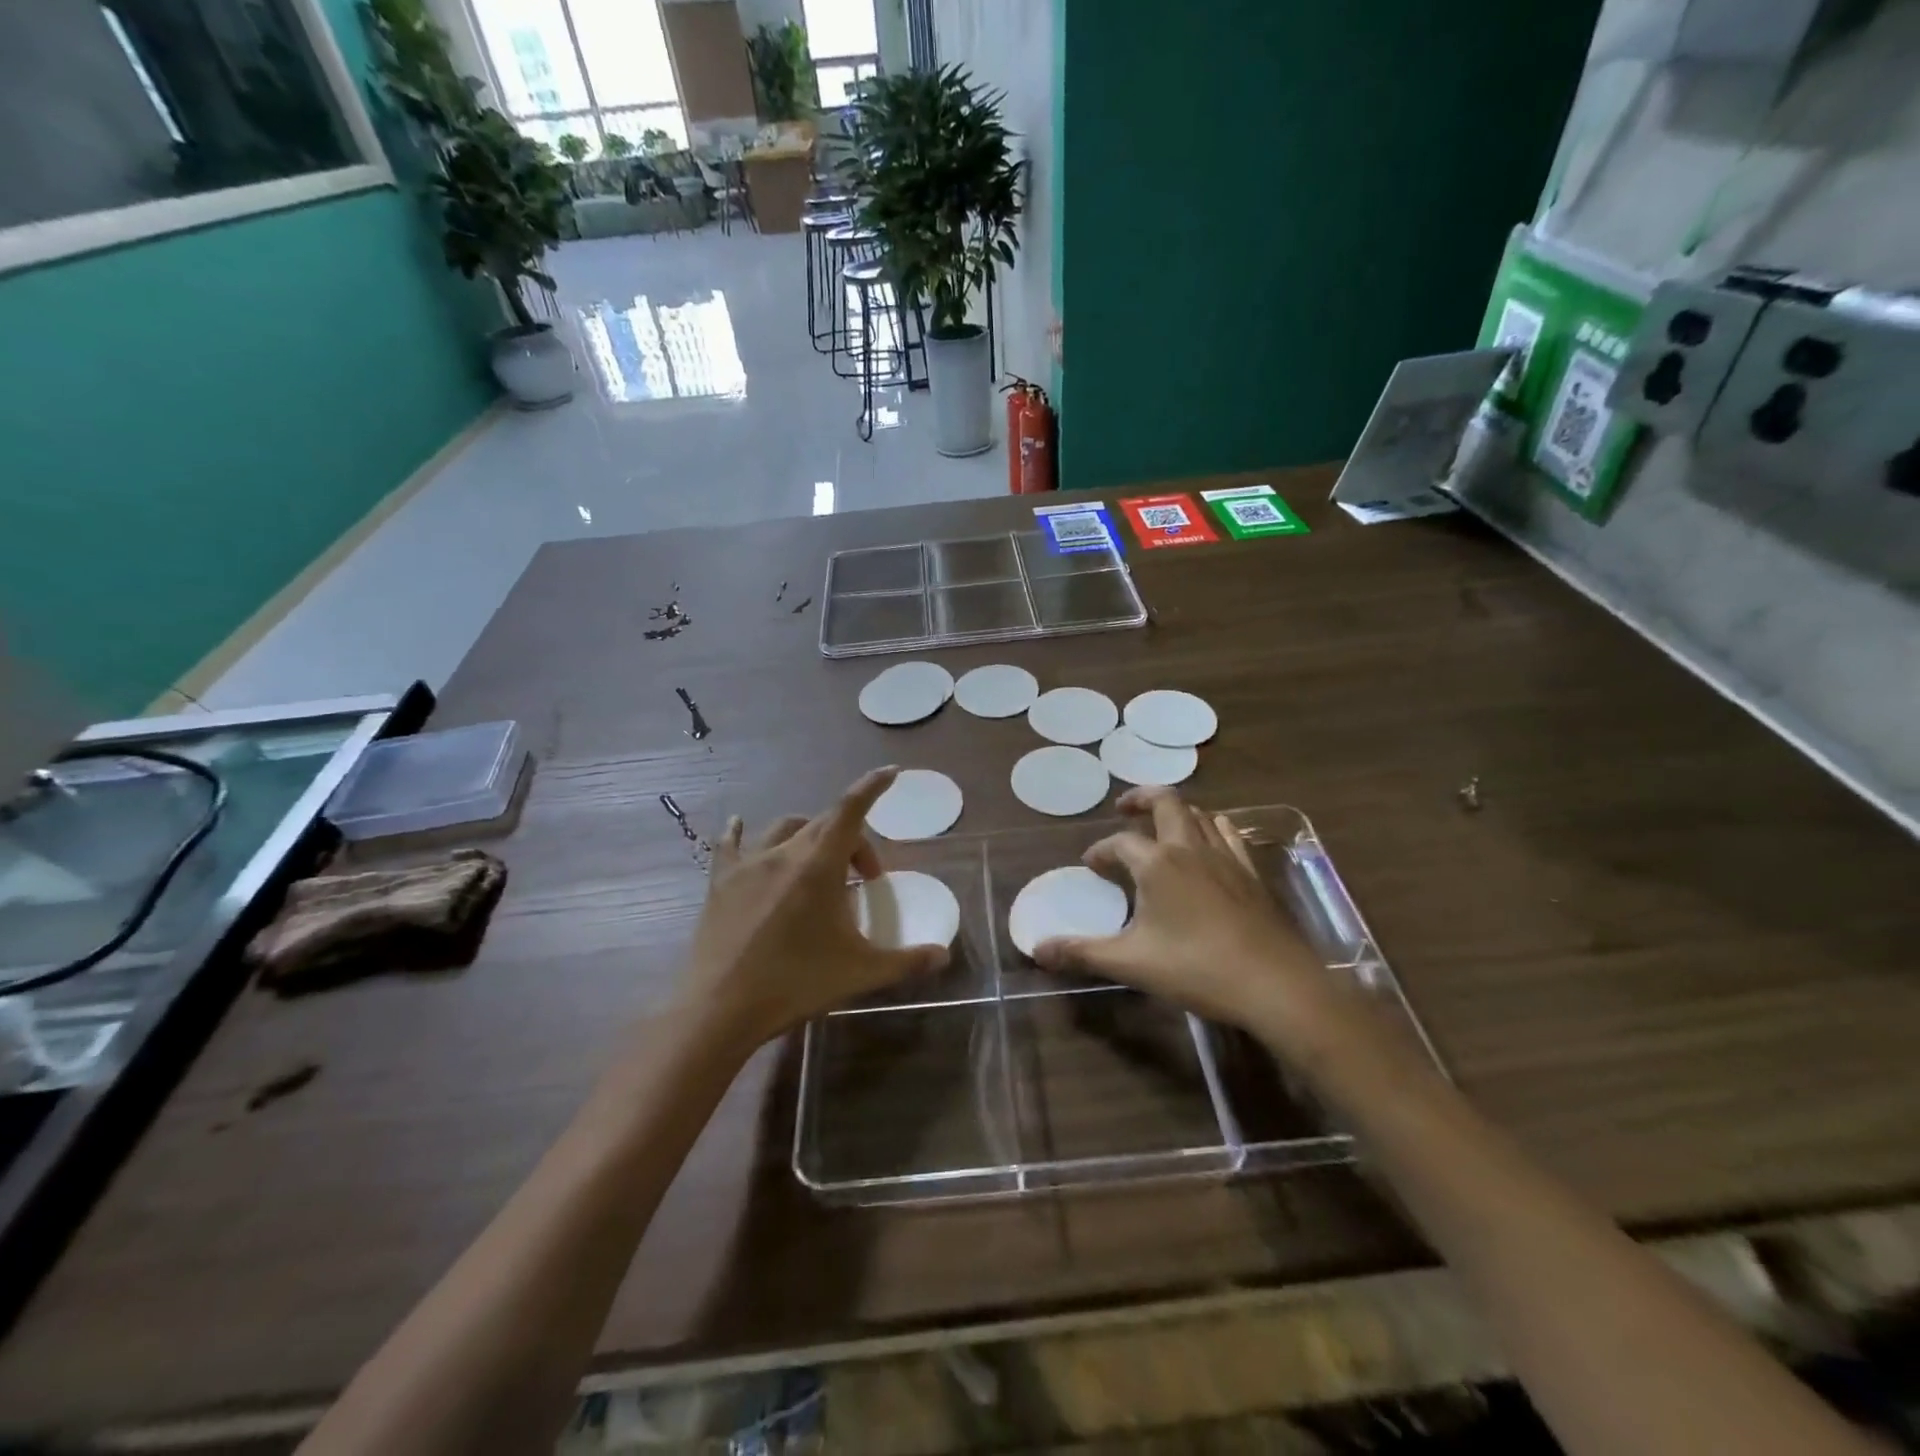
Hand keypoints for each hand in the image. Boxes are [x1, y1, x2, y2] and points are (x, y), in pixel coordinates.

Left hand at [681, 767, 949, 1048]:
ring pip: (785, 829)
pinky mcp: (720, 882)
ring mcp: (747, 865)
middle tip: (865, 877)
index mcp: (819, 864)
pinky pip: (731, 845)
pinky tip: (739, 825)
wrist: (720, 1009)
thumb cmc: (796, 983)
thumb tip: (943, 955)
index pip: (851, 810)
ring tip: (819, 865)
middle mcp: (784, 852)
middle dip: (852, 840)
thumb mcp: (859, 973)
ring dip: (810, 836)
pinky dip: (741, 832)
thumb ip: (906, 961)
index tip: (890, 773)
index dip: (872, 787)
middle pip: (825, 824)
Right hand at [1034, 788, 1334, 1042]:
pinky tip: (1209, 846)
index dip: (1101, 850)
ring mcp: (1226, 858)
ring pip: (1199, 815)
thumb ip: (1082, 953)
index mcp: (1158, 863)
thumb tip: (1038, 950)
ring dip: (1176, 812)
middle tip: (1124, 808)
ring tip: (1162, 827)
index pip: (1120, 843)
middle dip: (1141, 799)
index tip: (1091, 865)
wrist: (1275, 984)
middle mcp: (1191, 848)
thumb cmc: (1197, 968)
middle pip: (1166, 803)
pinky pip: (1228, 835)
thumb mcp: (1131, 963)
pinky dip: (1211, 828)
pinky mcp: (1251, 873)